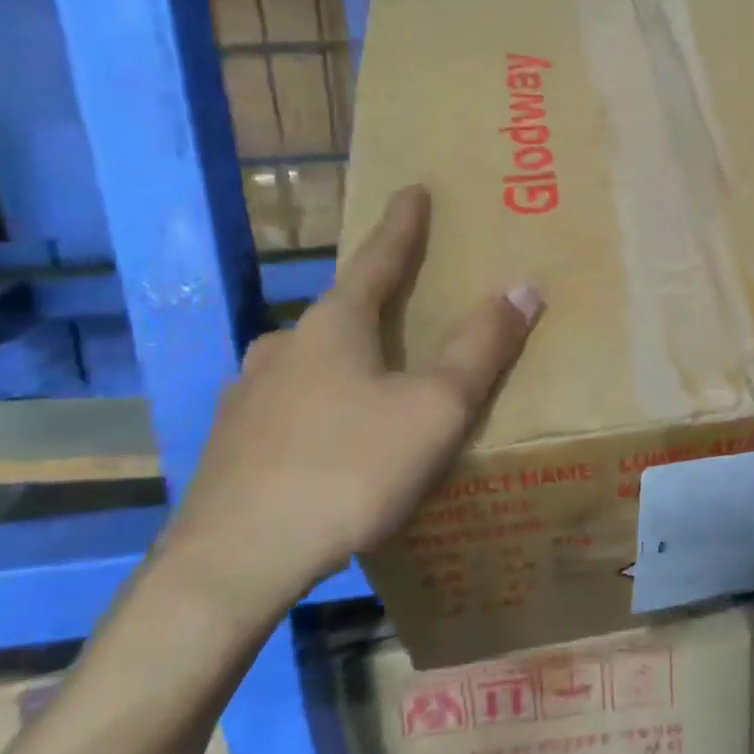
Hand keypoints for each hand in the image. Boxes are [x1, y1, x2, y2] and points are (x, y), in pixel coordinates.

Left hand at [162, 186, 541, 616]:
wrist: (230, 565)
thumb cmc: (347, 470)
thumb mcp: (435, 409)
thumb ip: (482, 347)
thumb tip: (523, 287)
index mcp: (335, 326)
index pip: (379, 258)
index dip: (403, 224)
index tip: (412, 188)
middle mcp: (285, 346)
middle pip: (342, 308)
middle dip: (375, 299)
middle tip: (406, 302)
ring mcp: (247, 394)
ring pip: (310, 358)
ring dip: (345, 354)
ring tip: (372, 375)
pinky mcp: (230, 442)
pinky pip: (288, 403)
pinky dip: (319, 401)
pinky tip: (327, 435)